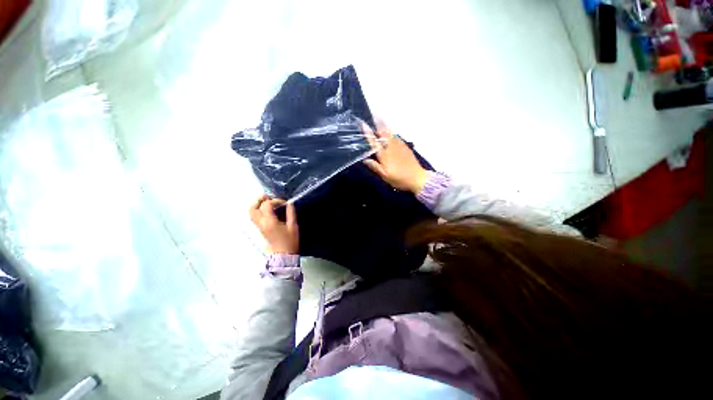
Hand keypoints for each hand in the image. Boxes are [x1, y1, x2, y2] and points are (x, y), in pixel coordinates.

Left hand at [249, 195, 298, 253]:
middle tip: (268, 197)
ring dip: (257, 205)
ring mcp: (259, 227)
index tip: (284, 203)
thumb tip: (289, 203)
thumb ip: (291, 213)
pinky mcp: (260, 229)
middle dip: (259, 200)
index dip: (275, 200)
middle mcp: (261, 223)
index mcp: (269, 222)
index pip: (267, 205)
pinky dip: (259, 211)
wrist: (284, 255)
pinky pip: (255, 217)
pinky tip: (268, 210)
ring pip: (251, 213)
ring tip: (267, 202)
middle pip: (253, 208)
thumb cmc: (290, 241)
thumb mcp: (293, 226)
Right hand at [362, 121, 429, 193]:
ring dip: (384, 127)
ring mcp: (399, 146)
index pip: (374, 142)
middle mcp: (391, 147)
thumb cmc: (399, 179)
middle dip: (378, 125)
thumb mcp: (385, 176)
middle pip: (384, 133)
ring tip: (380, 122)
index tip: (363, 124)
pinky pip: (396, 136)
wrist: (417, 178)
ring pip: (390, 133)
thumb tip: (365, 160)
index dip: (368, 133)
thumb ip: (375, 167)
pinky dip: (391, 133)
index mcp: (385, 155)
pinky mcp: (405, 147)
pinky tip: (391, 134)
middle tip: (373, 118)